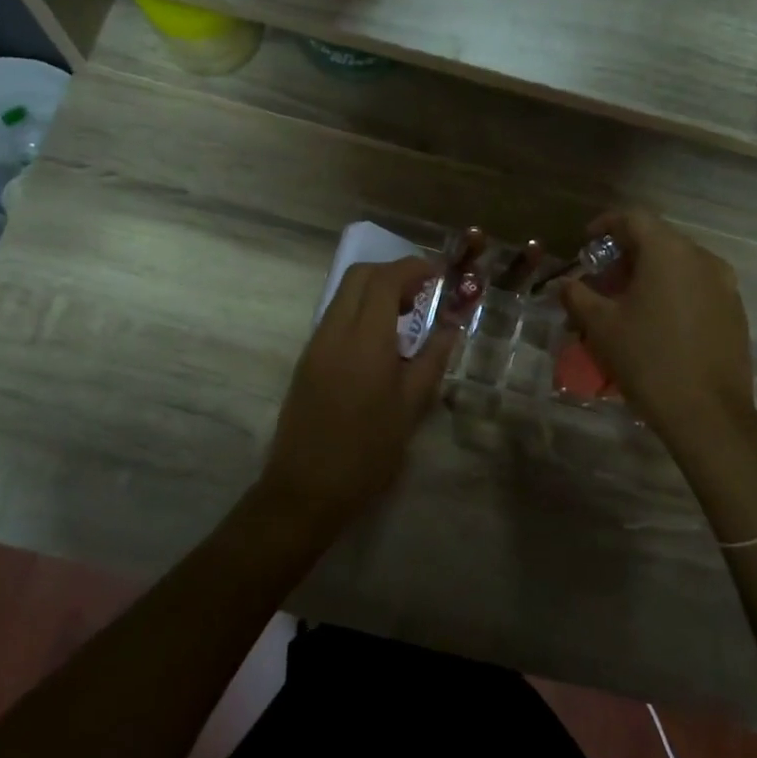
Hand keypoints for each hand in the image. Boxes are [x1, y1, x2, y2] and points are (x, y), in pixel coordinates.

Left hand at [260, 257, 453, 522]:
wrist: (305, 490)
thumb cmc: (367, 453)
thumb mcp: (411, 407)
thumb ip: (433, 358)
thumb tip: (451, 324)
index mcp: (364, 340)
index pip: (384, 279)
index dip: (413, 268)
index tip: (438, 274)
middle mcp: (334, 332)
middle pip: (359, 276)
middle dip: (392, 272)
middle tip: (423, 292)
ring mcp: (315, 344)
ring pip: (344, 294)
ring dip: (375, 291)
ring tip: (406, 316)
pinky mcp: (307, 360)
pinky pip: (335, 317)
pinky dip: (360, 310)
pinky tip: (381, 341)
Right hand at [558, 211, 756, 450]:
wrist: (708, 413)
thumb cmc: (647, 360)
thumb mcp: (601, 326)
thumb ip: (578, 296)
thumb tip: (565, 284)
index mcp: (669, 252)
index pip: (634, 218)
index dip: (606, 224)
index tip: (587, 241)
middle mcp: (702, 259)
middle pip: (658, 240)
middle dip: (626, 255)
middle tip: (602, 280)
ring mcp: (725, 285)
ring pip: (679, 265)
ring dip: (650, 274)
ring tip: (627, 304)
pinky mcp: (735, 311)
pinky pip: (697, 287)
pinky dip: (673, 292)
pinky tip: (657, 322)